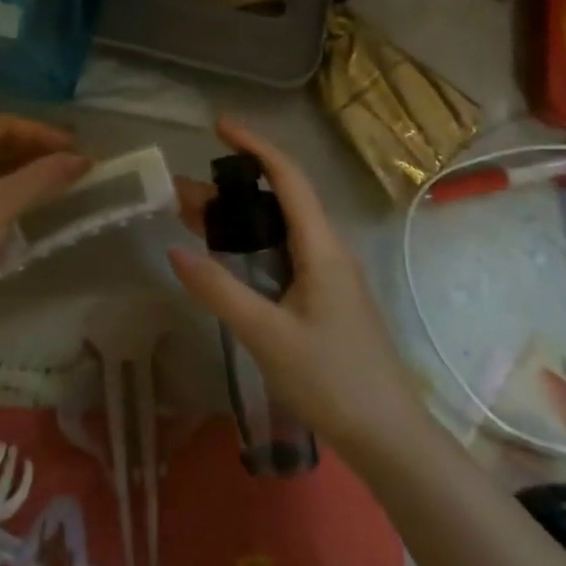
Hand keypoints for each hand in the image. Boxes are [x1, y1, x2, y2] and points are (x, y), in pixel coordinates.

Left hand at [0, 114, 87, 309]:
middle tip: (72, 161)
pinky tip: (33, 199)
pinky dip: (9, 190)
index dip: (41, 133)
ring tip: (61, 178)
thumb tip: (82, 159)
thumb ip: (42, 177)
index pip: (0, 125)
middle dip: (34, 151)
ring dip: (24, 171)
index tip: (76, 146)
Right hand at [168, 119, 418, 456]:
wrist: (390, 439)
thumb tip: (174, 251)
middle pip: (280, 200)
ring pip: (280, 228)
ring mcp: (330, 274)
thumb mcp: (267, 335)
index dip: (254, 145)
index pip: (288, 176)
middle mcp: (328, 249)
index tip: (219, 126)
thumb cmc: (332, 381)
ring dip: (239, 216)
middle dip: (232, 187)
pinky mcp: (326, 297)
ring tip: (192, 216)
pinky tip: (226, 258)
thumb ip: (219, 290)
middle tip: (182, 191)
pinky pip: (284, 253)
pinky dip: (251, 243)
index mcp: (321, 247)